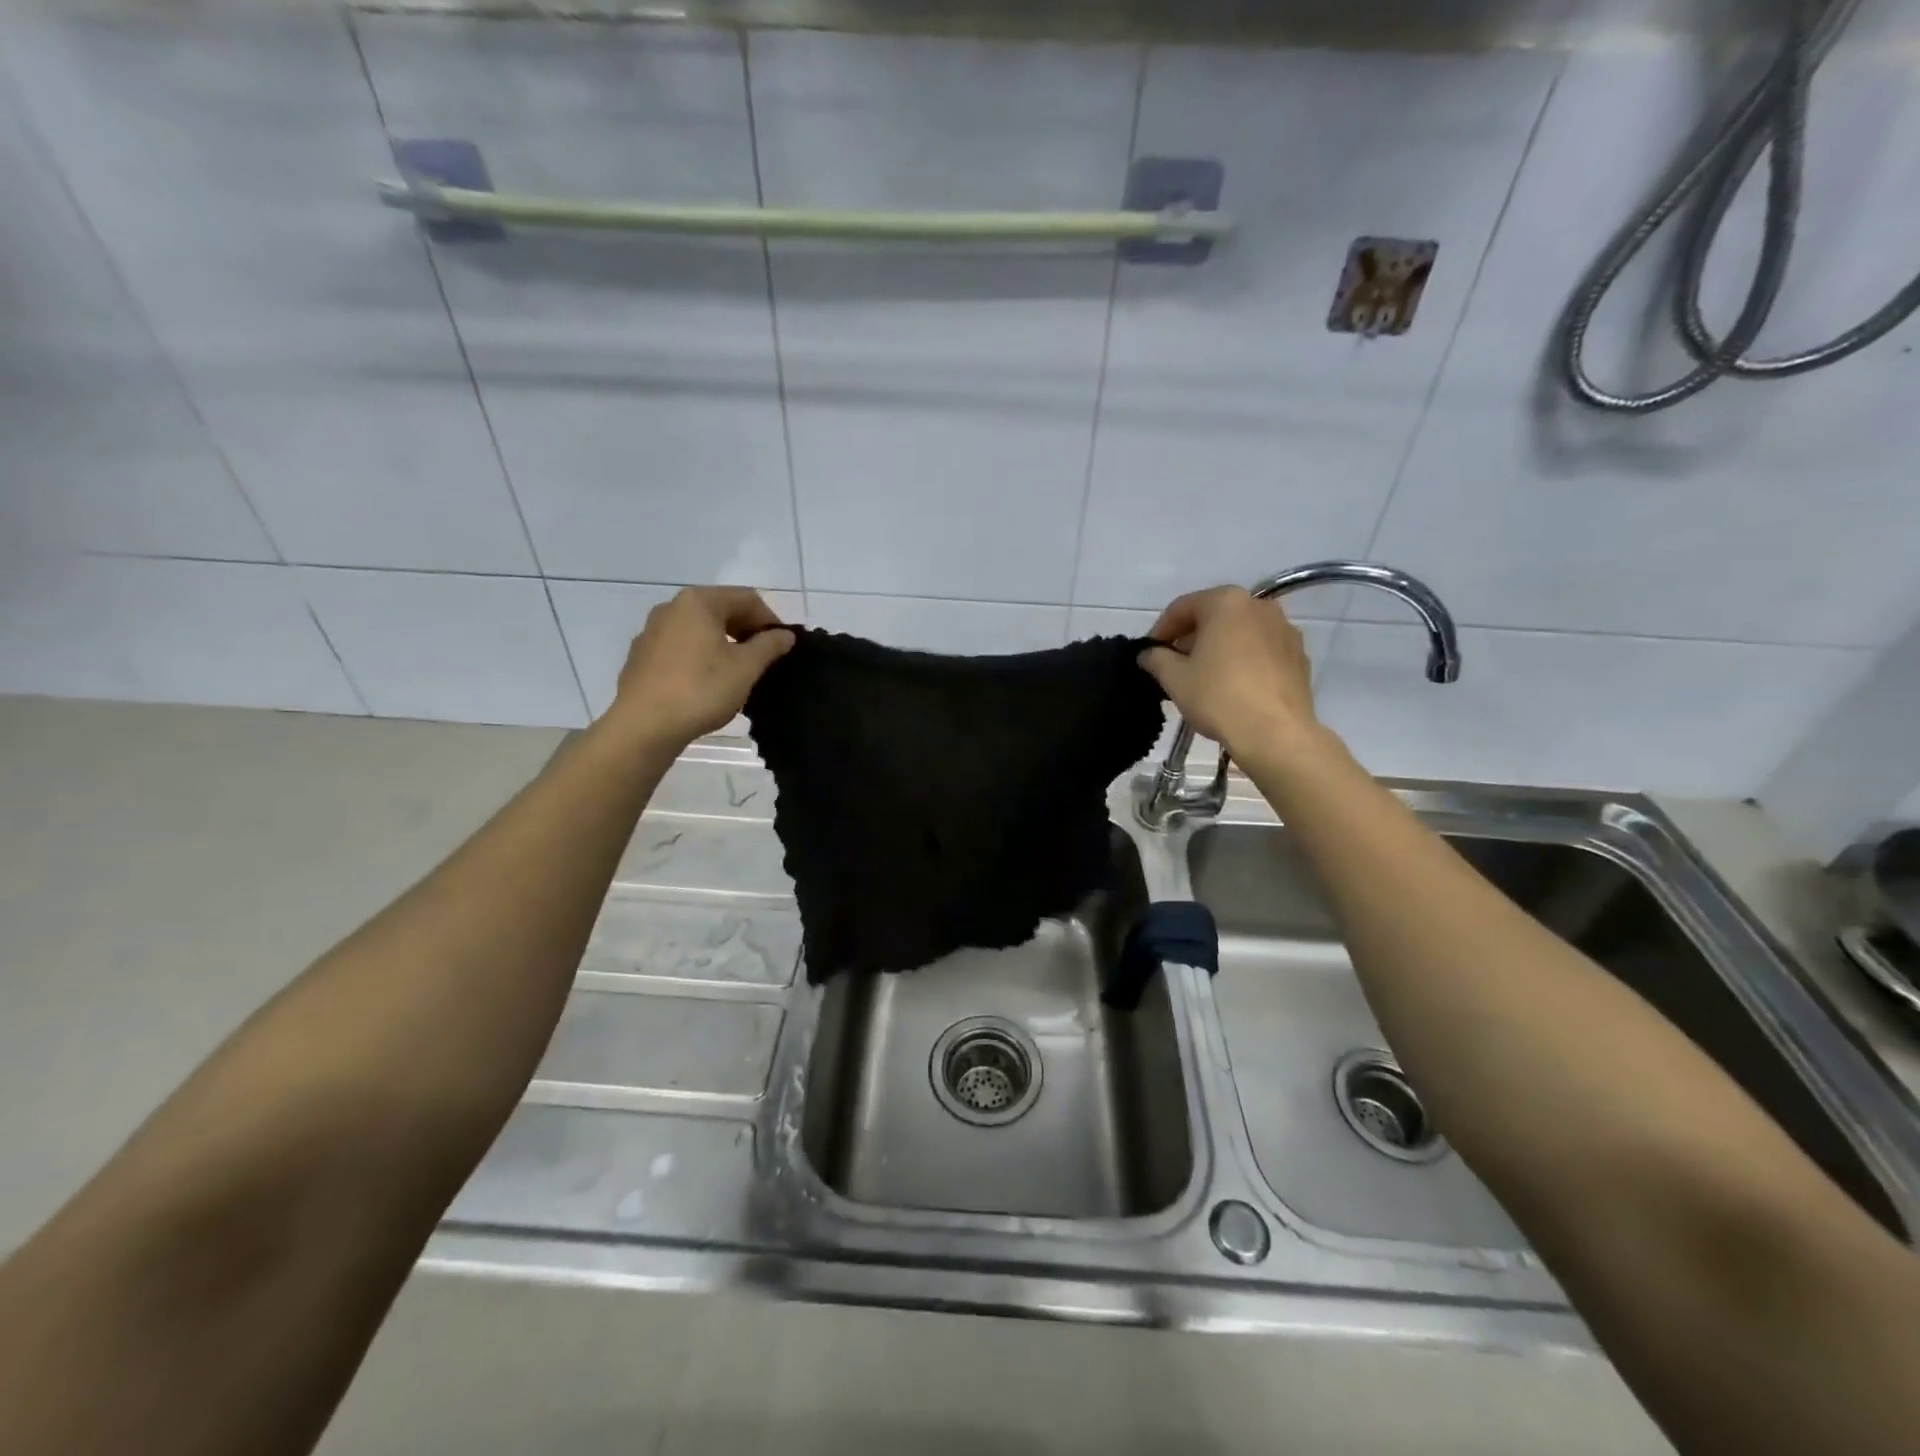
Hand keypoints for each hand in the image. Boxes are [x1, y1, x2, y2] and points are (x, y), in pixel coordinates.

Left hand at [603, 587, 794, 749]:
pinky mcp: (642, 657)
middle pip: (721, 610)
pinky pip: (681, 648)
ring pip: (700, 630)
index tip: (783, 647)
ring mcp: (652, 632)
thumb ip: (769, 646)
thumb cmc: (701, 689)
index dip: (771, 621)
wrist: (644, 726)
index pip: (747, 599)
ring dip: (725, 644)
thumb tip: (785, 635)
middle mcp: (671, 608)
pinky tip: (708, 683)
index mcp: (698, 602)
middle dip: (747, 631)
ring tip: (739, 672)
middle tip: (765, 659)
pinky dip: (701, 657)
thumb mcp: (746, 667)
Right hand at [1138, 587, 1317, 756]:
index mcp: (1226, 602)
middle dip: (1191, 638)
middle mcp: (1259, 606)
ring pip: (1240, 633)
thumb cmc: (1218, 697)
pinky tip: (1234, 687)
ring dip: (1218, 648)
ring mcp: (1284, 630)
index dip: (1160, 631)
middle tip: (1174, 666)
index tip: (1149, 654)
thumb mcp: (1174, 678)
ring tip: (1204, 678)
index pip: (1182, 608)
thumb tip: (1148, 654)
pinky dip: (1244, 660)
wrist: (1275, 733)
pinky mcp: (1299, 656)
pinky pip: (1261, 651)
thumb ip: (1156, 658)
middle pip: (1214, 616)